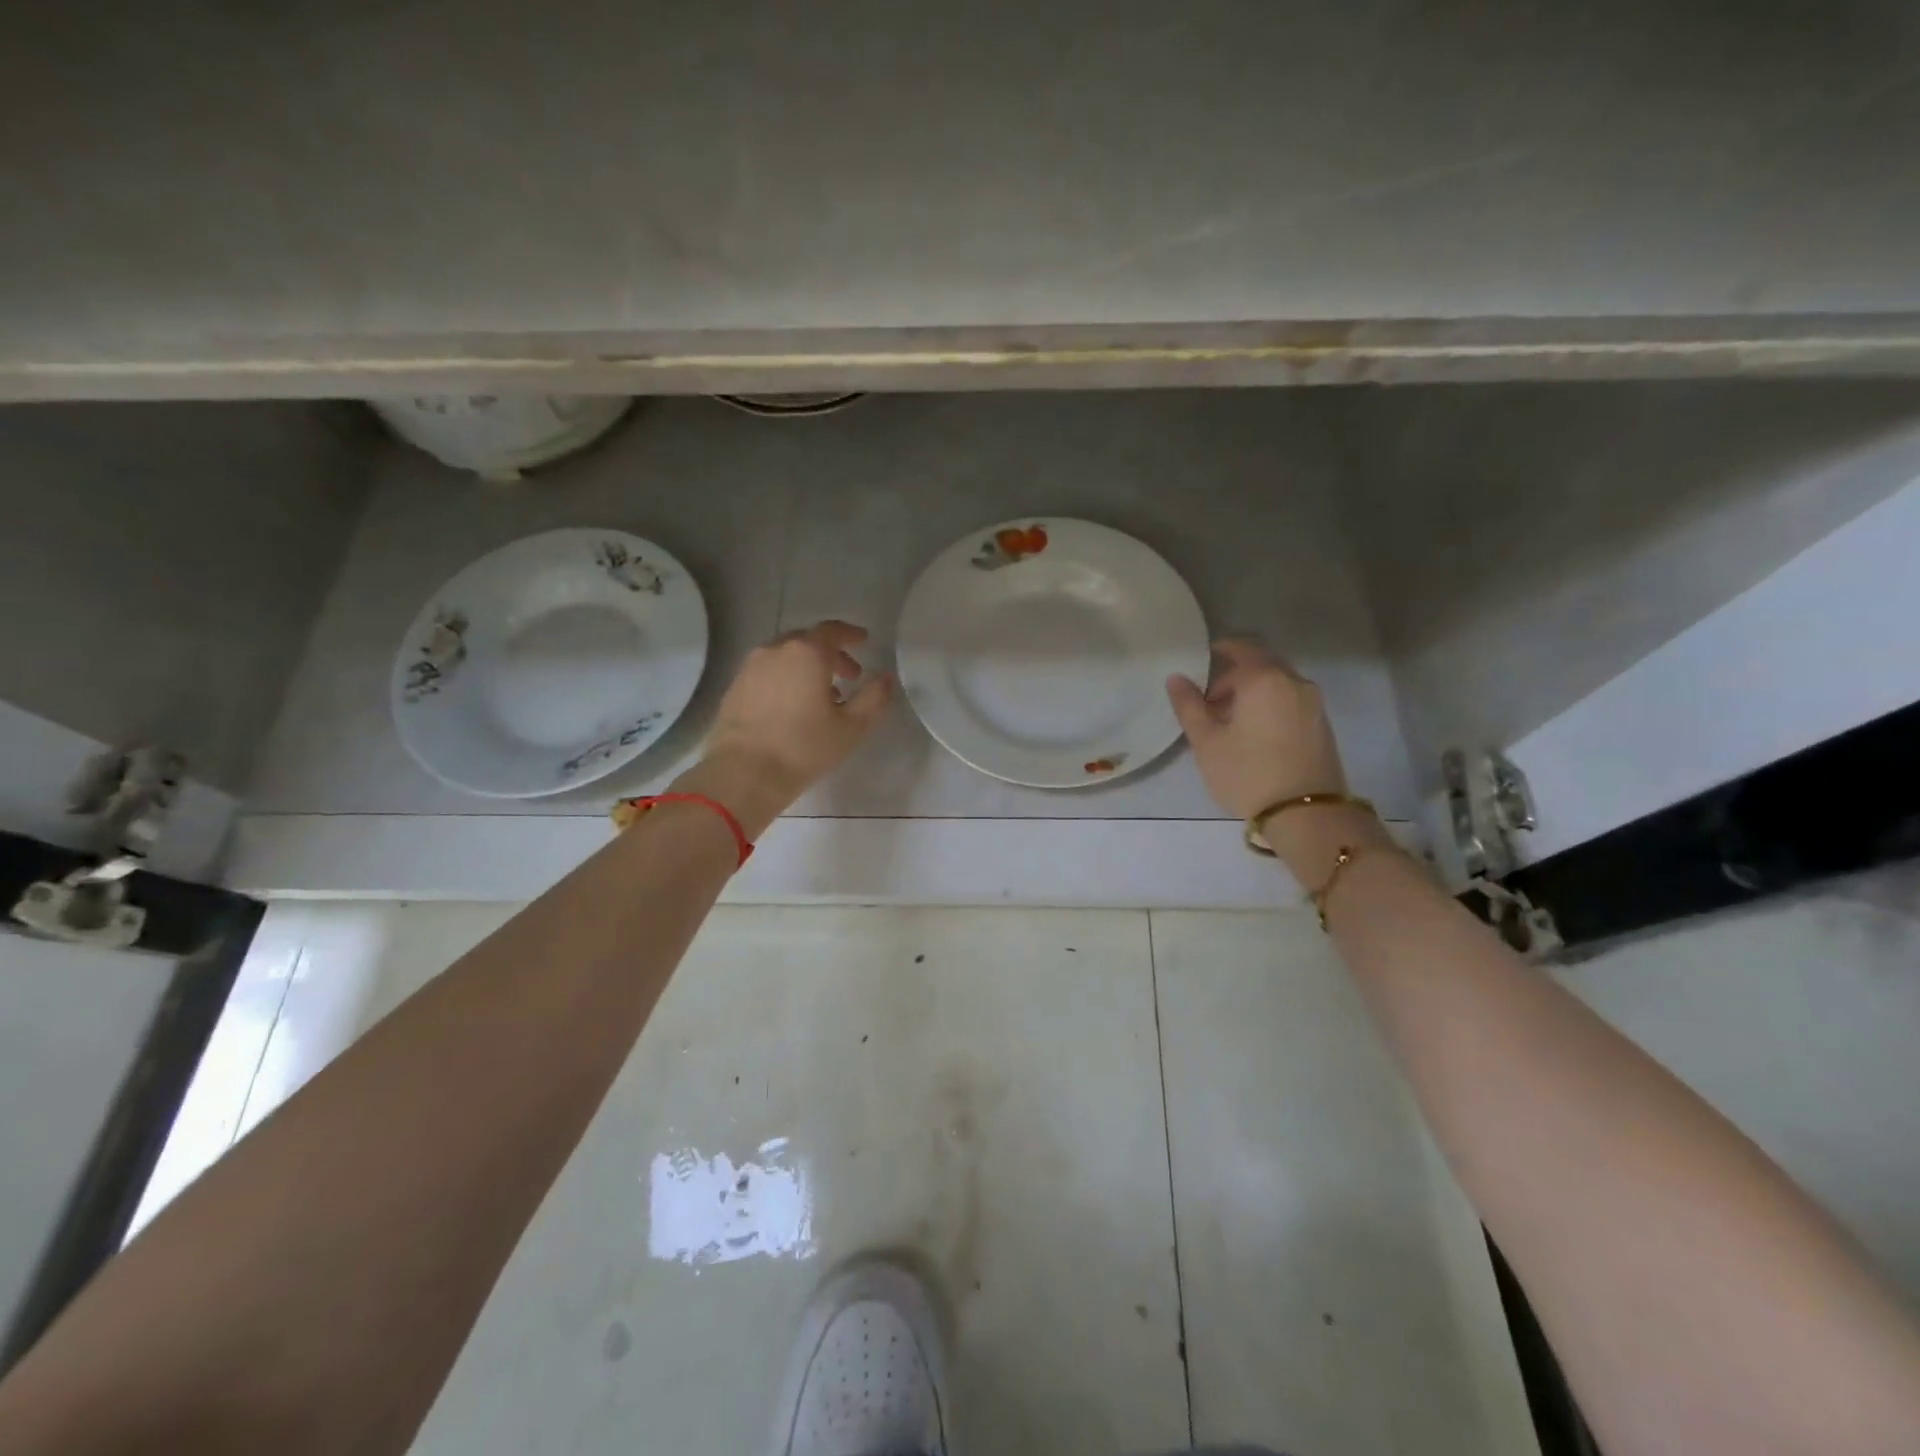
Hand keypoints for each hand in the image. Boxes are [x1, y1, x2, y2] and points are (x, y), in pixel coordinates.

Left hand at [677, 620, 893, 835]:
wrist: (742, 774)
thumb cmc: (803, 748)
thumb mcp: (852, 728)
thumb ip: (874, 699)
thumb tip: (886, 679)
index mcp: (806, 653)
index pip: (832, 630)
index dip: (850, 634)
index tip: (864, 641)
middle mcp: (775, 650)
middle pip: (807, 641)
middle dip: (831, 654)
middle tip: (849, 676)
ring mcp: (750, 668)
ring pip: (785, 657)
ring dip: (807, 668)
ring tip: (823, 696)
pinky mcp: (734, 688)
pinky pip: (768, 673)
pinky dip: (786, 679)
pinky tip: (793, 707)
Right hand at [1168, 638, 1388, 879]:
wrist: (1307, 815)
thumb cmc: (1248, 773)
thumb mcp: (1207, 742)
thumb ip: (1189, 706)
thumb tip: (1177, 679)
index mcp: (1264, 679)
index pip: (1241, 648)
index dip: (1218, 652)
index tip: (1200, 666)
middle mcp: (1294, 682)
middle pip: (1261, 665)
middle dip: (1234, 676)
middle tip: (1209, 701)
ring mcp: (1313, 704)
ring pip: (1277, 684)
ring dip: (1252, 693)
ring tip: (1229, 722)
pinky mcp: (1321, 725)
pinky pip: (1290, 701)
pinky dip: (1269, 705)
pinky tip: (1254, 734)